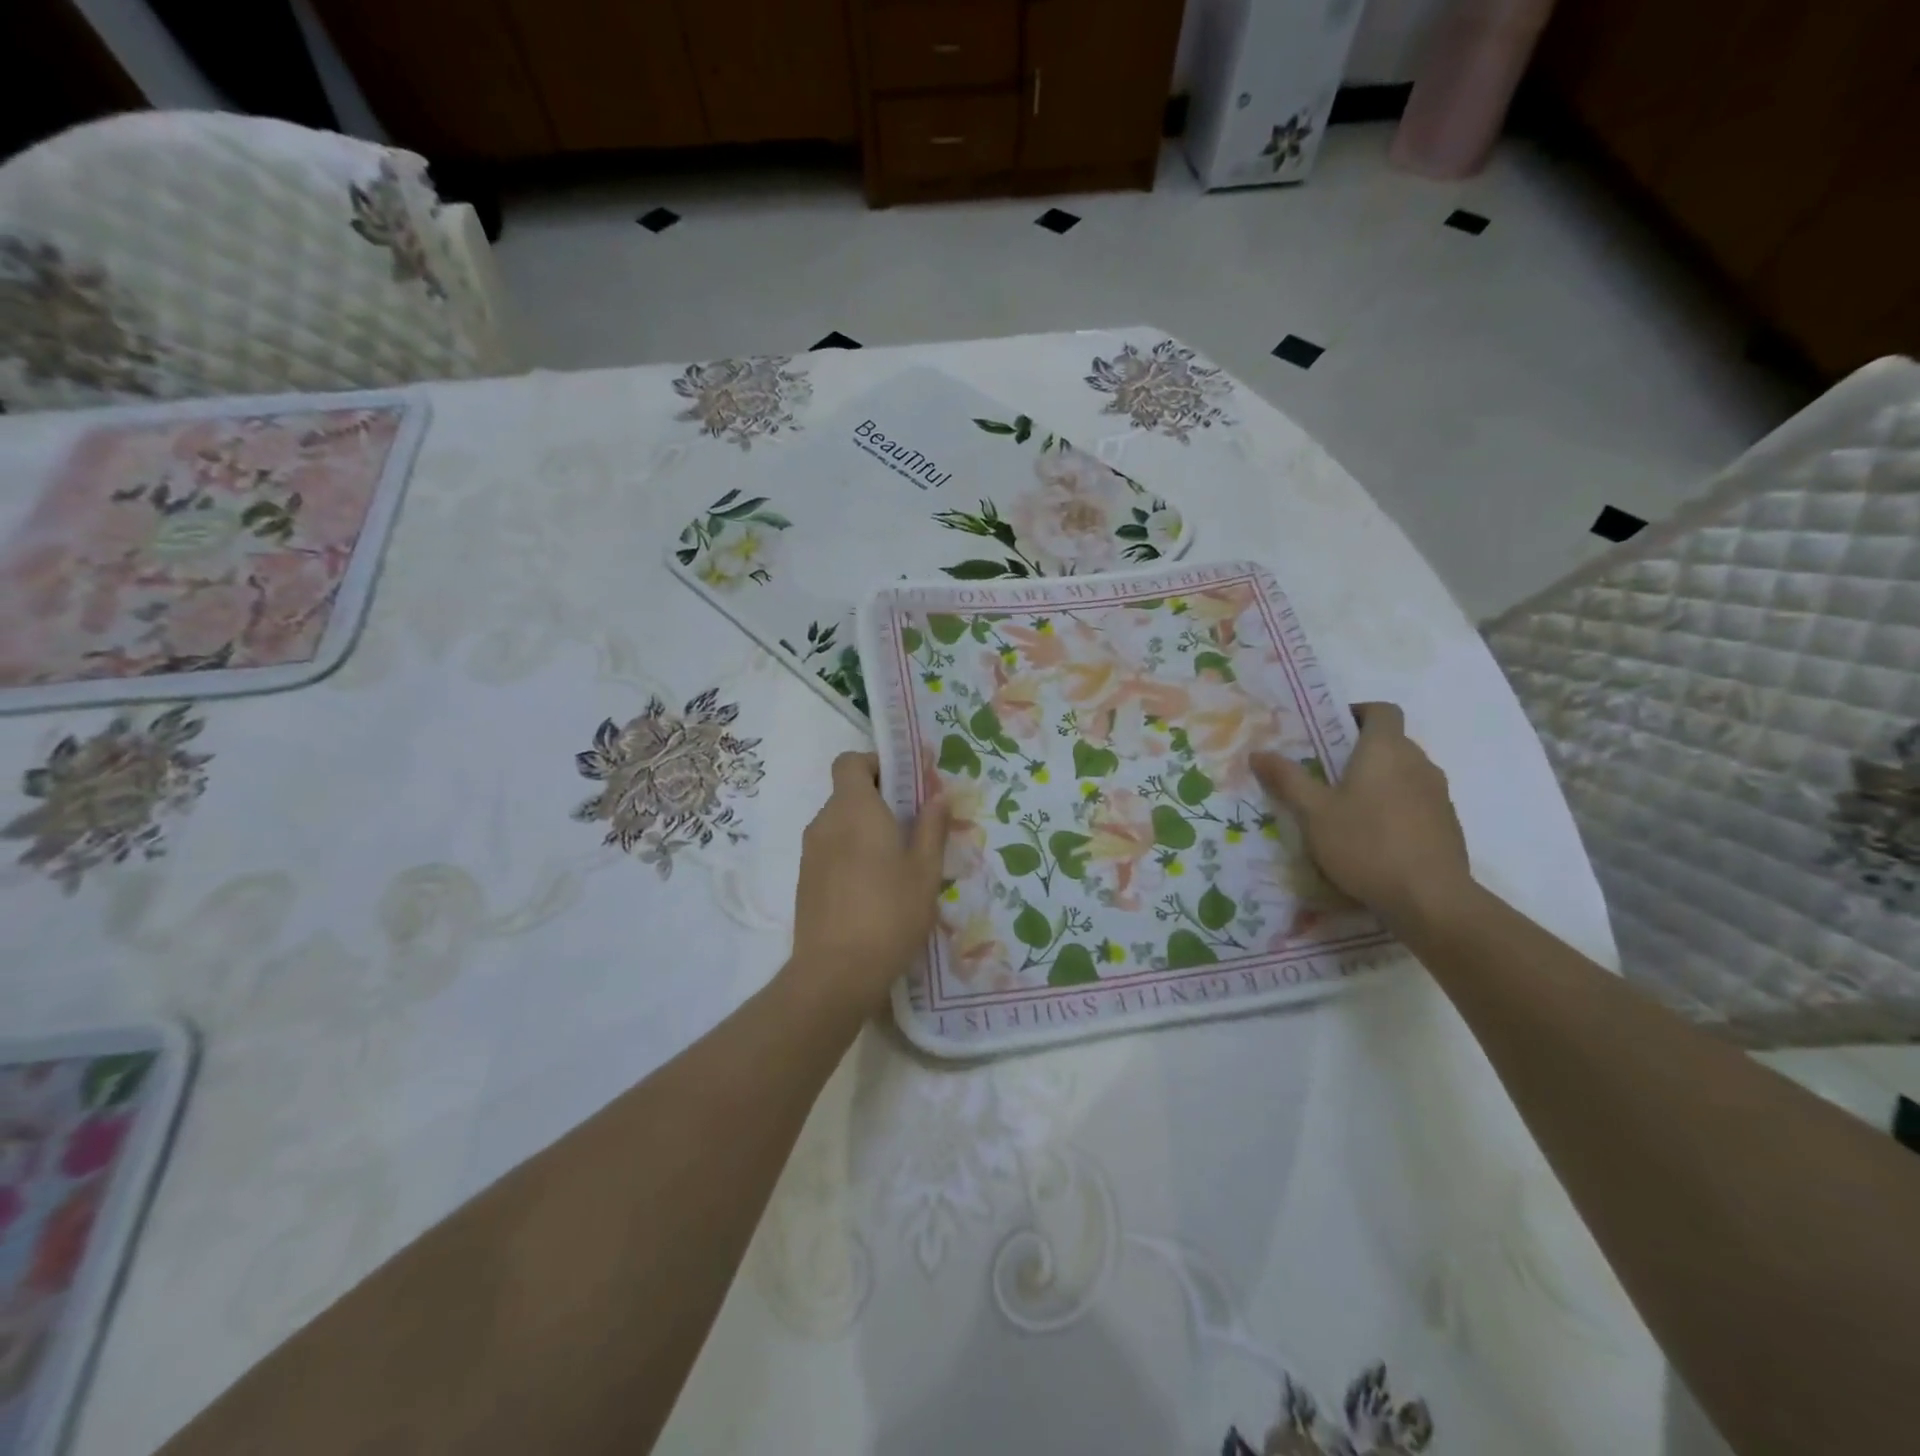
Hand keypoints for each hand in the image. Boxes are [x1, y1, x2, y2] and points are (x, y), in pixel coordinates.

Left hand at [791, 752, 950, 1007]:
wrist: (835, 973)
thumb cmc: (889, 913)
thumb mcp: (925, 871)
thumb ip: (932, 827)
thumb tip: (938, 795)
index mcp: (854, 809)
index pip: (850, 761)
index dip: (876, 763)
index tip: (904, 784)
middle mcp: (825, 822)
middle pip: (848, 793)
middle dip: (880, 800)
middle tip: (915, 826)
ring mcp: (811, 853)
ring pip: (841, 824)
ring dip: (867, 829)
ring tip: (899, 862)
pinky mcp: (805, 880)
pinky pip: (831, 850)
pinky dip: (852, 853)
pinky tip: (875, 888)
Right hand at [1250, 702, 1471, 925]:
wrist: (1431, 899)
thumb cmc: (1366, 844)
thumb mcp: (1313, 812)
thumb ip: (1287, 779)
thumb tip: (1258, 753)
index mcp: (1386, 750)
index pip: (1381, 710)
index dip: (1356, 713)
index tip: (1329, 731)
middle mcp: (1418, 763)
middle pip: (1390, 742)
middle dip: (1359, 751)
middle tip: (1324, 774)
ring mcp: (1438, 794)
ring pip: (1403, 773)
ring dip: (1377, 781)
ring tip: (1345, 808)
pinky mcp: (1447, 824)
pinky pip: (1415, 801)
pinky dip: (1394, 806)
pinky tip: (1372, 837)